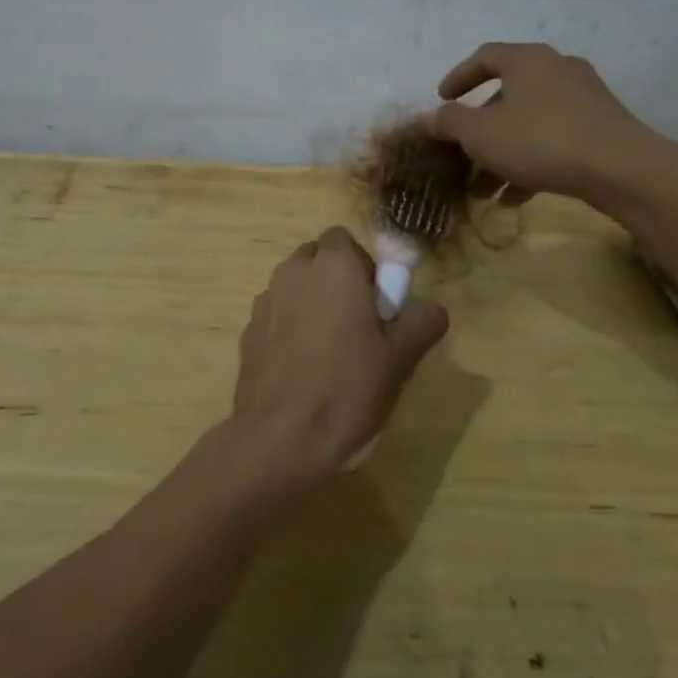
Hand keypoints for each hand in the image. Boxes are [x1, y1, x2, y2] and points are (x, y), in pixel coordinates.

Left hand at [227, 227, 448, 490]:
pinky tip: (303, 369)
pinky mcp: (248, 331)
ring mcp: (264, 301)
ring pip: (294, 286)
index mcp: (332, 267)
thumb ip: (422, 320)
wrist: (282, 438)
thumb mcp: (401, 356)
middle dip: (336, 280)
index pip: (345, 239)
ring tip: (329, 351)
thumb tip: (429, 307)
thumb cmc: (348, 388)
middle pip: (317, 259)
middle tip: (357, 325)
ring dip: (311, 302)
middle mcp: (293, 272)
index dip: (363, 266)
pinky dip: (290, 328)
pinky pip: (276, 315)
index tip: (376, 304)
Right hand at [430, 42, 677, 205]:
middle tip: (463, 154)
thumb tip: (428, 117)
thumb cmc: (540, 141)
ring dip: (503, 152)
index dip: (458, 77)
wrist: (620, 168)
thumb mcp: (481, 134)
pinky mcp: (601, 125)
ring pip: (529, 122)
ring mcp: (583, 96)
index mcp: (527, 60)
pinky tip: (516, 197)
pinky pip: (554, 138)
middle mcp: (557, 68)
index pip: (484, 57)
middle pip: (507, 95)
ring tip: (485, 189)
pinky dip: (531, 161)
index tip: (442, 99)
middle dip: (480, 129)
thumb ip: (450, 122)